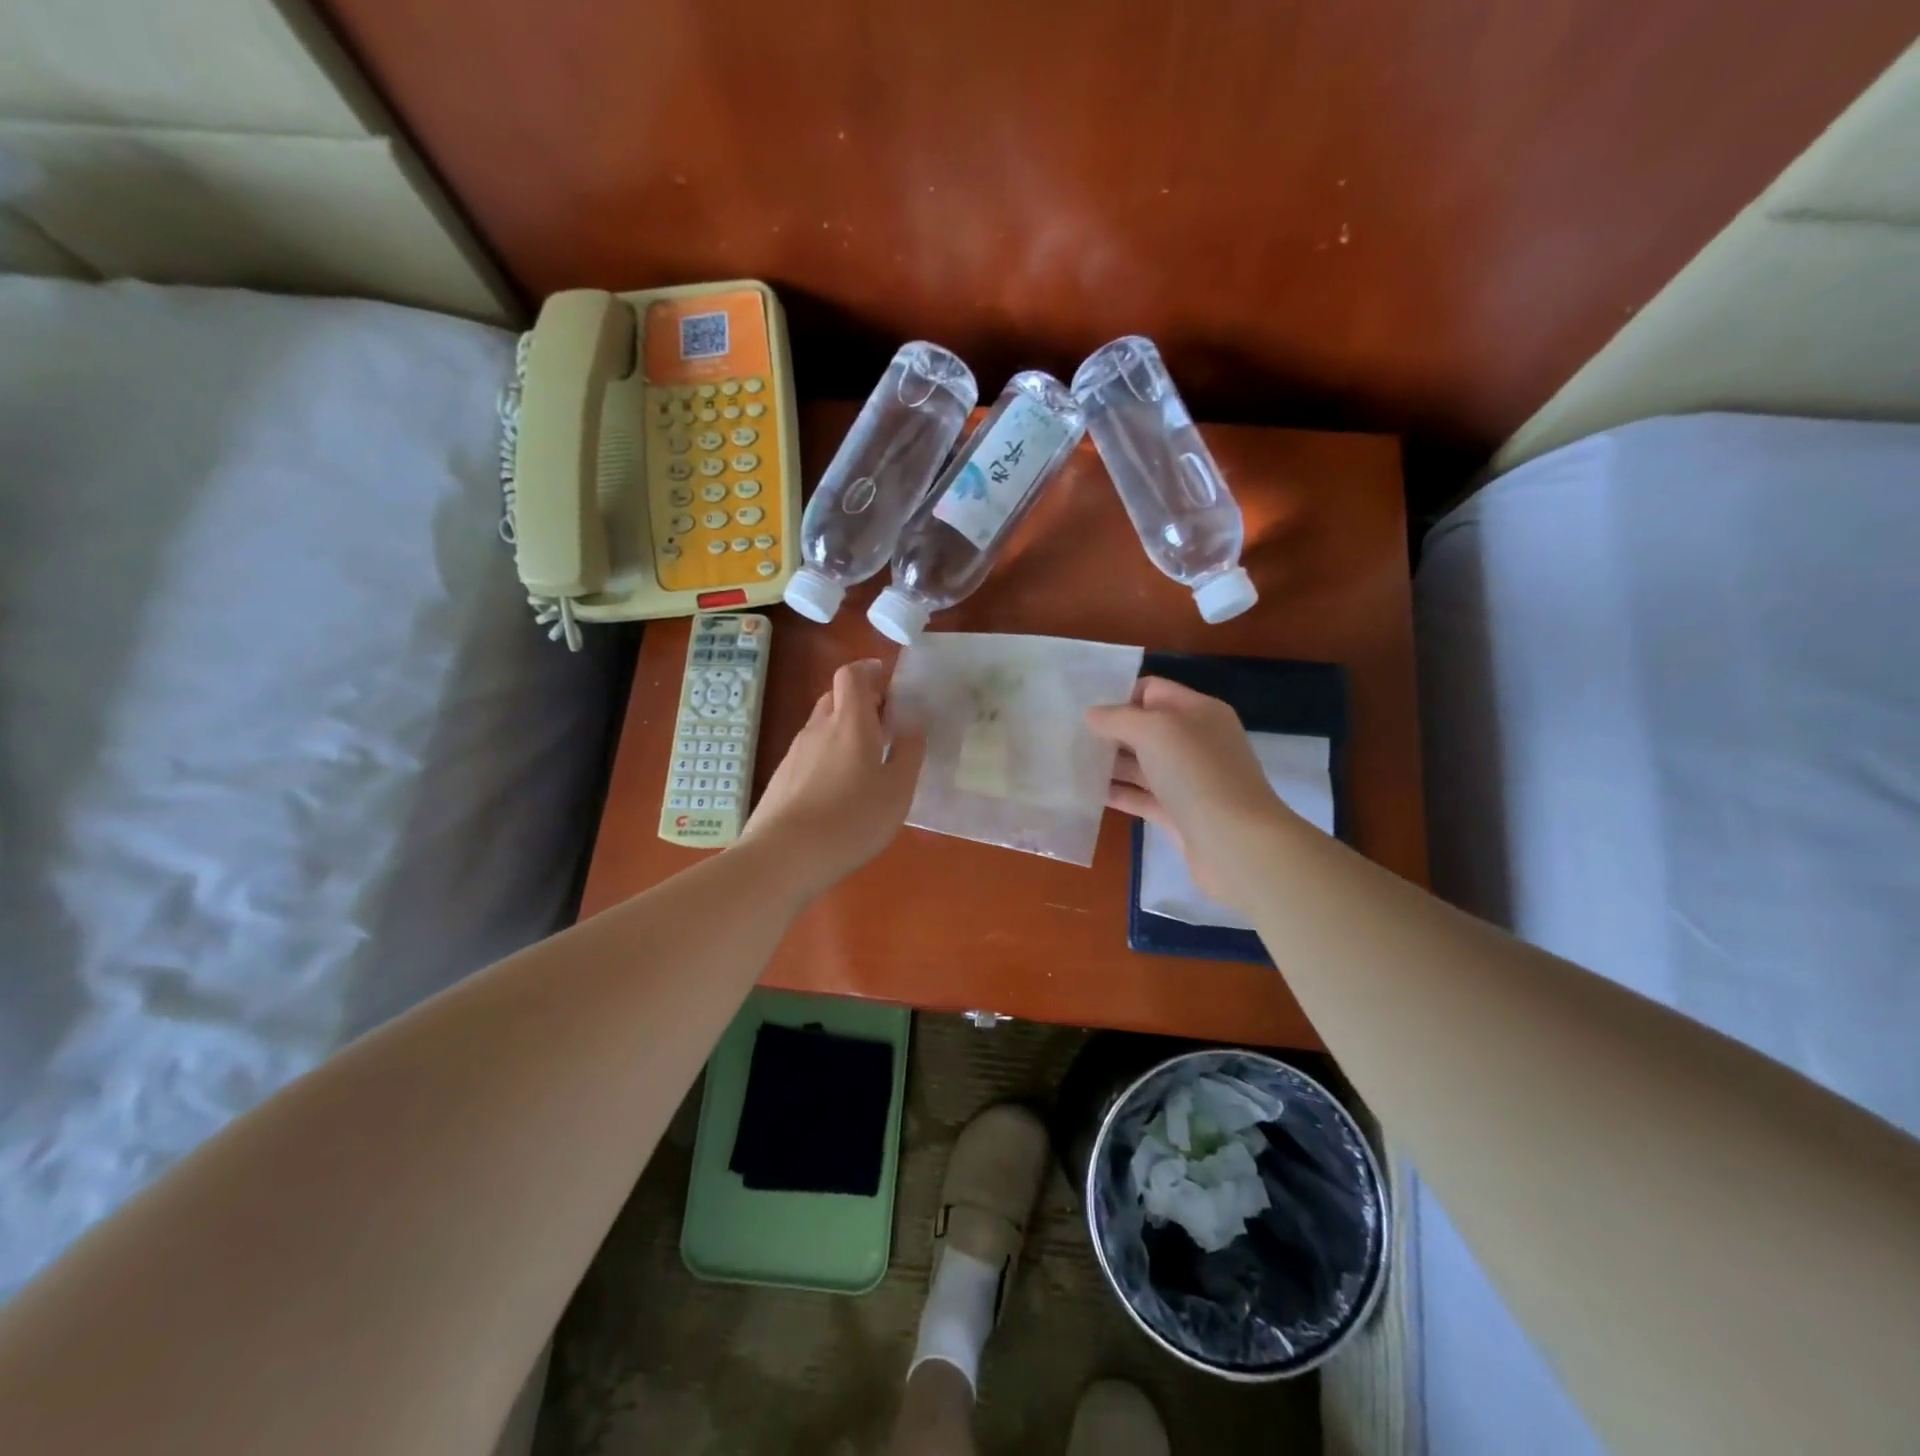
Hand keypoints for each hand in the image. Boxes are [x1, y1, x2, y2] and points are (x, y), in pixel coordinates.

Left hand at [740, 660, 925, 896]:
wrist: (784, 856)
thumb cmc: (852, 819)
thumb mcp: (897, 790)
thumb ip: (910, 752)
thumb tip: (913, 723)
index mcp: (851, 721)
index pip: (852, 675)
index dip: (869, 671)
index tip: (888, 685)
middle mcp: (819, 727)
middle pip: (836, 697)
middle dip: (861, 703)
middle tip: (886, 726)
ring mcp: (795, 752)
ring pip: (822, 726)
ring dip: (844, 731)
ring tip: (865, 762)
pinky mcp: (782, 776)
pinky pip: (810, 752)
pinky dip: (828, 756)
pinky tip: (838, 790)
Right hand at [1086, 677, 1292, 909]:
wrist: (1235, 844)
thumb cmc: (1198, 774)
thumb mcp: (1155, 731)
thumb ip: (1119, 718)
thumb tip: (1092, 715)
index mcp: (1198, 712)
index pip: (1153, 690)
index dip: (1119, 694)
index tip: (1083, 707)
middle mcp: (1195, 742)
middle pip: (1145, 728)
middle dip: (1110, 730)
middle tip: (1067, 735)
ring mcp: (1188, 780)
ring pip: (1141, 764)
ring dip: (1109, 763)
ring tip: (1069, 762)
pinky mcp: (1178, 814)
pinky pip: (1141, 797)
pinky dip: (1117, 793)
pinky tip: (1086, 793)